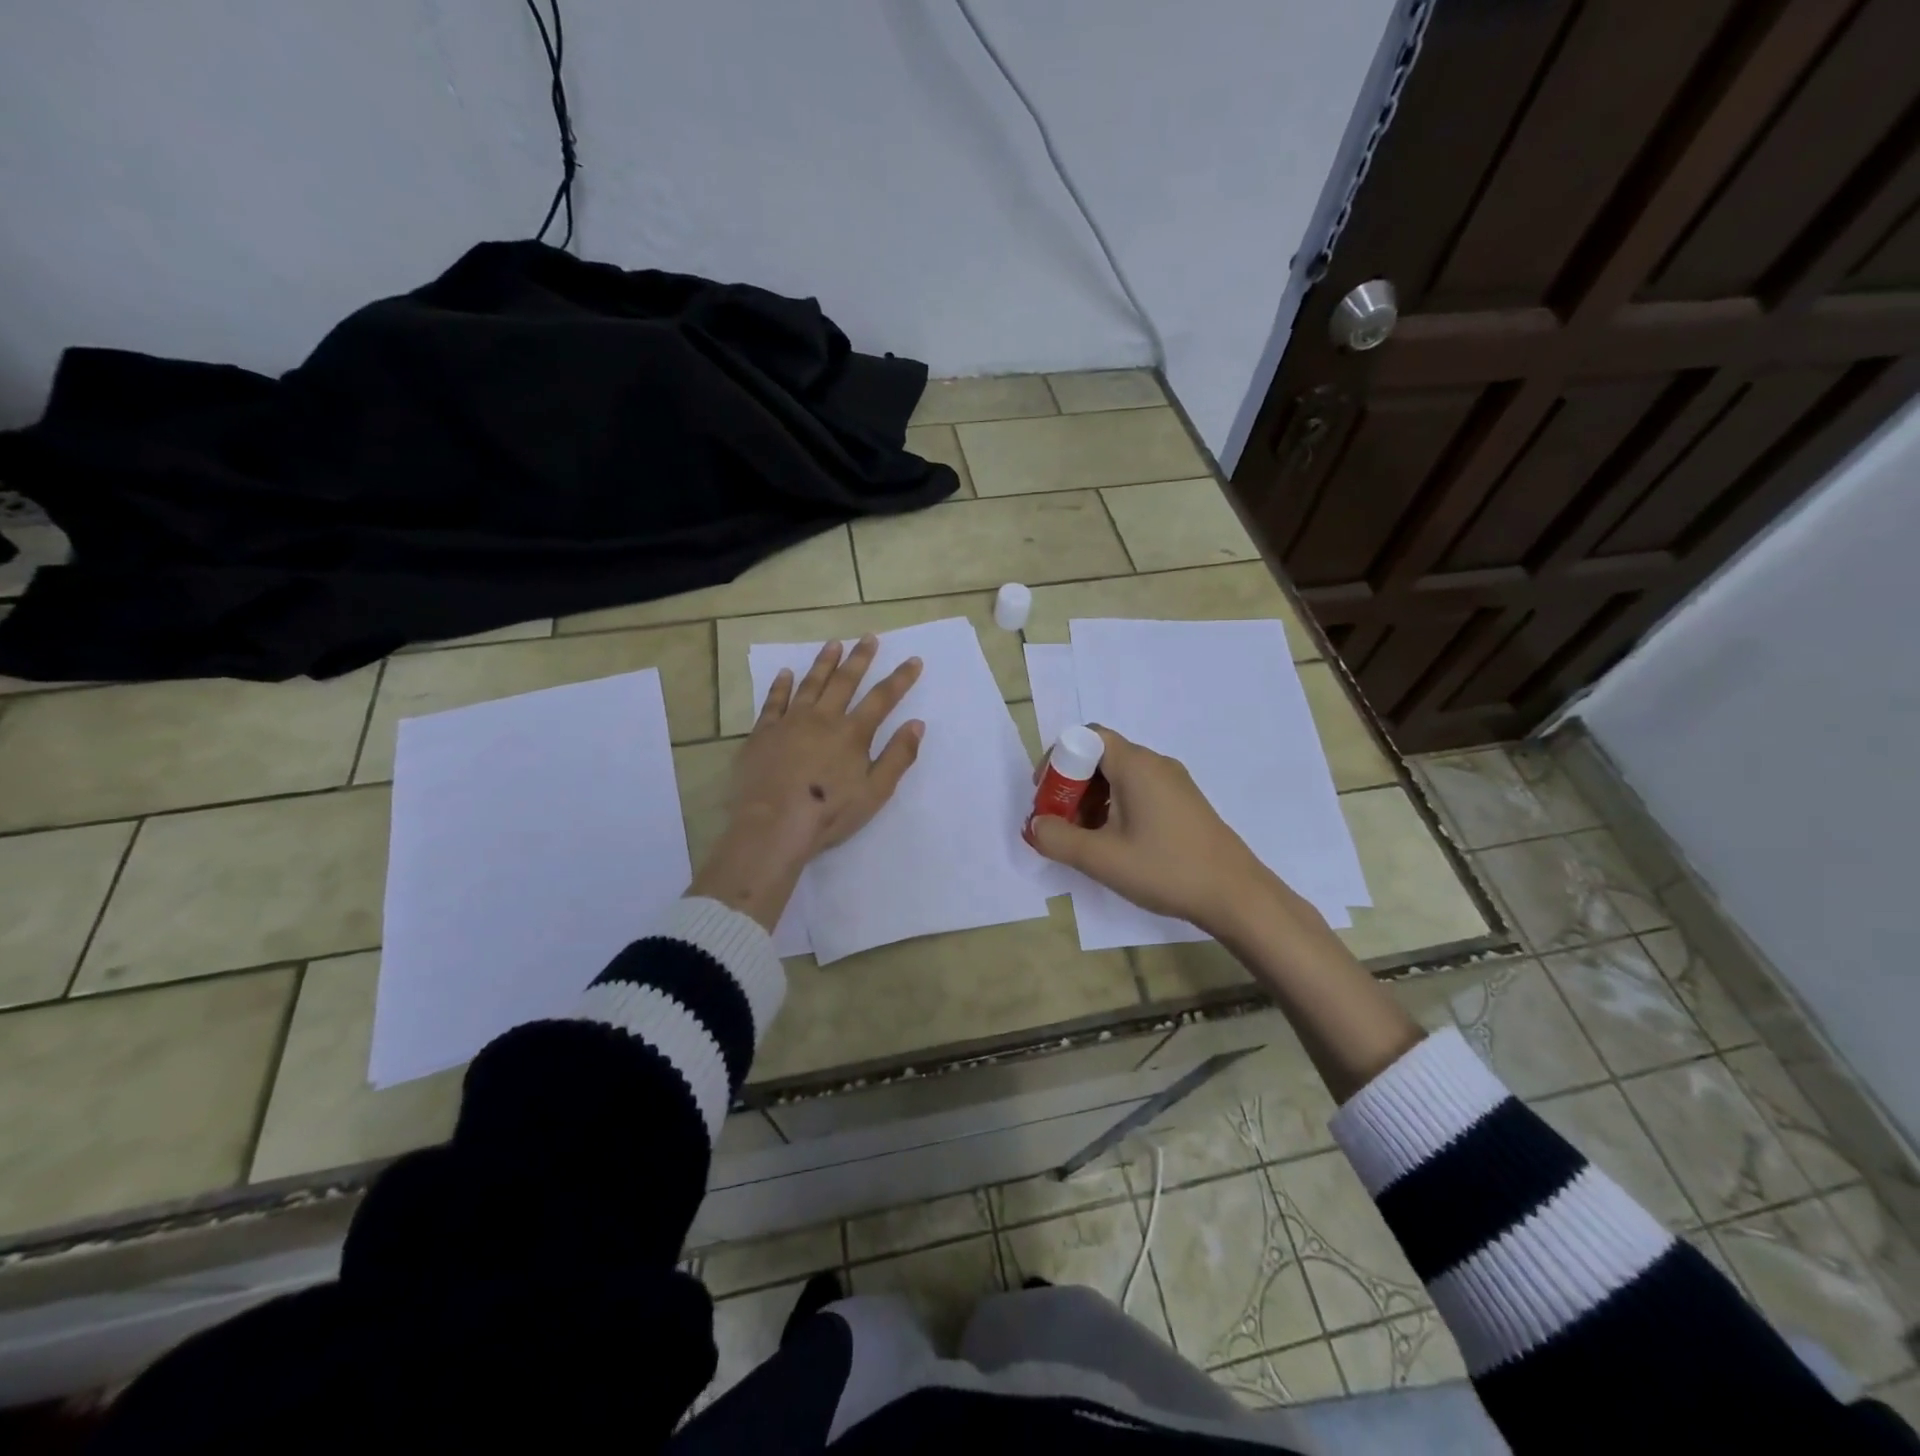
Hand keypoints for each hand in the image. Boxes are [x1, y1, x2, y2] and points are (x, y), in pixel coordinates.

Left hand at [734, 635, 924, 855]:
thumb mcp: (875, 792)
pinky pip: (774, 701)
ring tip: (834, 644)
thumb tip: (917, 724)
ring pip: (811, 684)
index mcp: (853, 733)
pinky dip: (781, 685)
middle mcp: (823, 719)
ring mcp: (790, 722)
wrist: (773, 825)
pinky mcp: (763, 733)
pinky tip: (785, 673)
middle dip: (860, 658)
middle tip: (869, 637)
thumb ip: (898, 756)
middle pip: (845, 681)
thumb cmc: (829, 813)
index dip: (900, 678)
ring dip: (824, 662)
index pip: (882, 698)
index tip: (913, 660)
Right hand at [1027, 725, 1276, 937]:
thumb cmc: (1165, 869)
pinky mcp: (1183, 802)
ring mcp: (1173, 782)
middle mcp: (1155, 763)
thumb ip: (1058, 839)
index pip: (1086, 737)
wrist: (1236, 895)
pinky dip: (1115, 807)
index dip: (1058, 760)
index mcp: (1135, 765)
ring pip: (1119, 776)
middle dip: (1071, 785)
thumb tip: (1036, 825)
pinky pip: (1138, 790)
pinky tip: (1114, 843)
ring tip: (1083, 838)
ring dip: (1092, 799)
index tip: (1046, 796)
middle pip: (1100, 755)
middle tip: (1059, 821)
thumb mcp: (1102, 858)